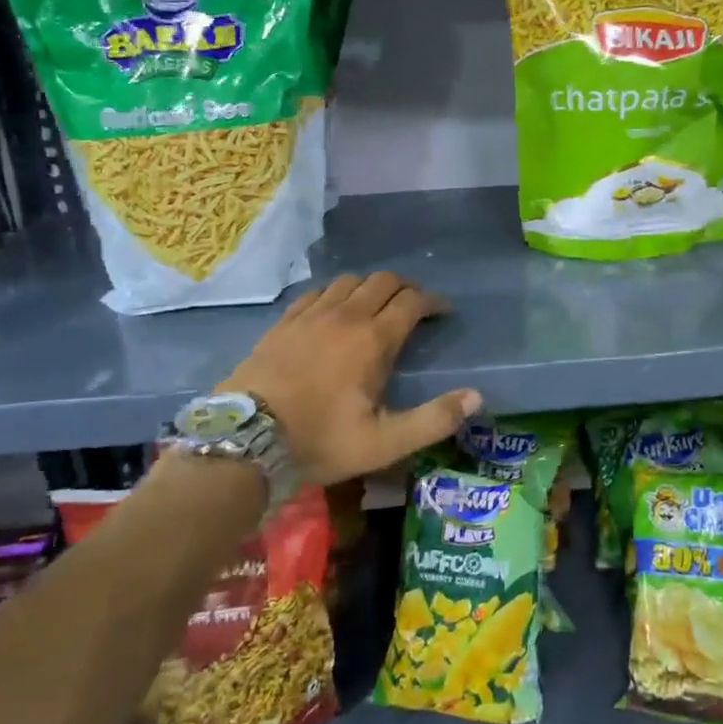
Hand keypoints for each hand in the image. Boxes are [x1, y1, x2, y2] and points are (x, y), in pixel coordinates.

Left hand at [224, 272, 479, 484]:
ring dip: (371, 287)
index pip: (412, 302)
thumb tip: (476, 397)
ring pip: (350, 280)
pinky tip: (334, 309)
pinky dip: (336, 293)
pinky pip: (317, 291)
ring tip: (377, 305)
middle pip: (384, 281)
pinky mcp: (285, 321)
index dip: (433, 302)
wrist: (246, 439)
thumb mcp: (384, 442)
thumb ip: (433, 419)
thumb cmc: (320, 440)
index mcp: (374, 339)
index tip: (443, 312)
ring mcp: (312, 314)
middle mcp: (346, 315)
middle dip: (406, 287)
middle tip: (415, 306)